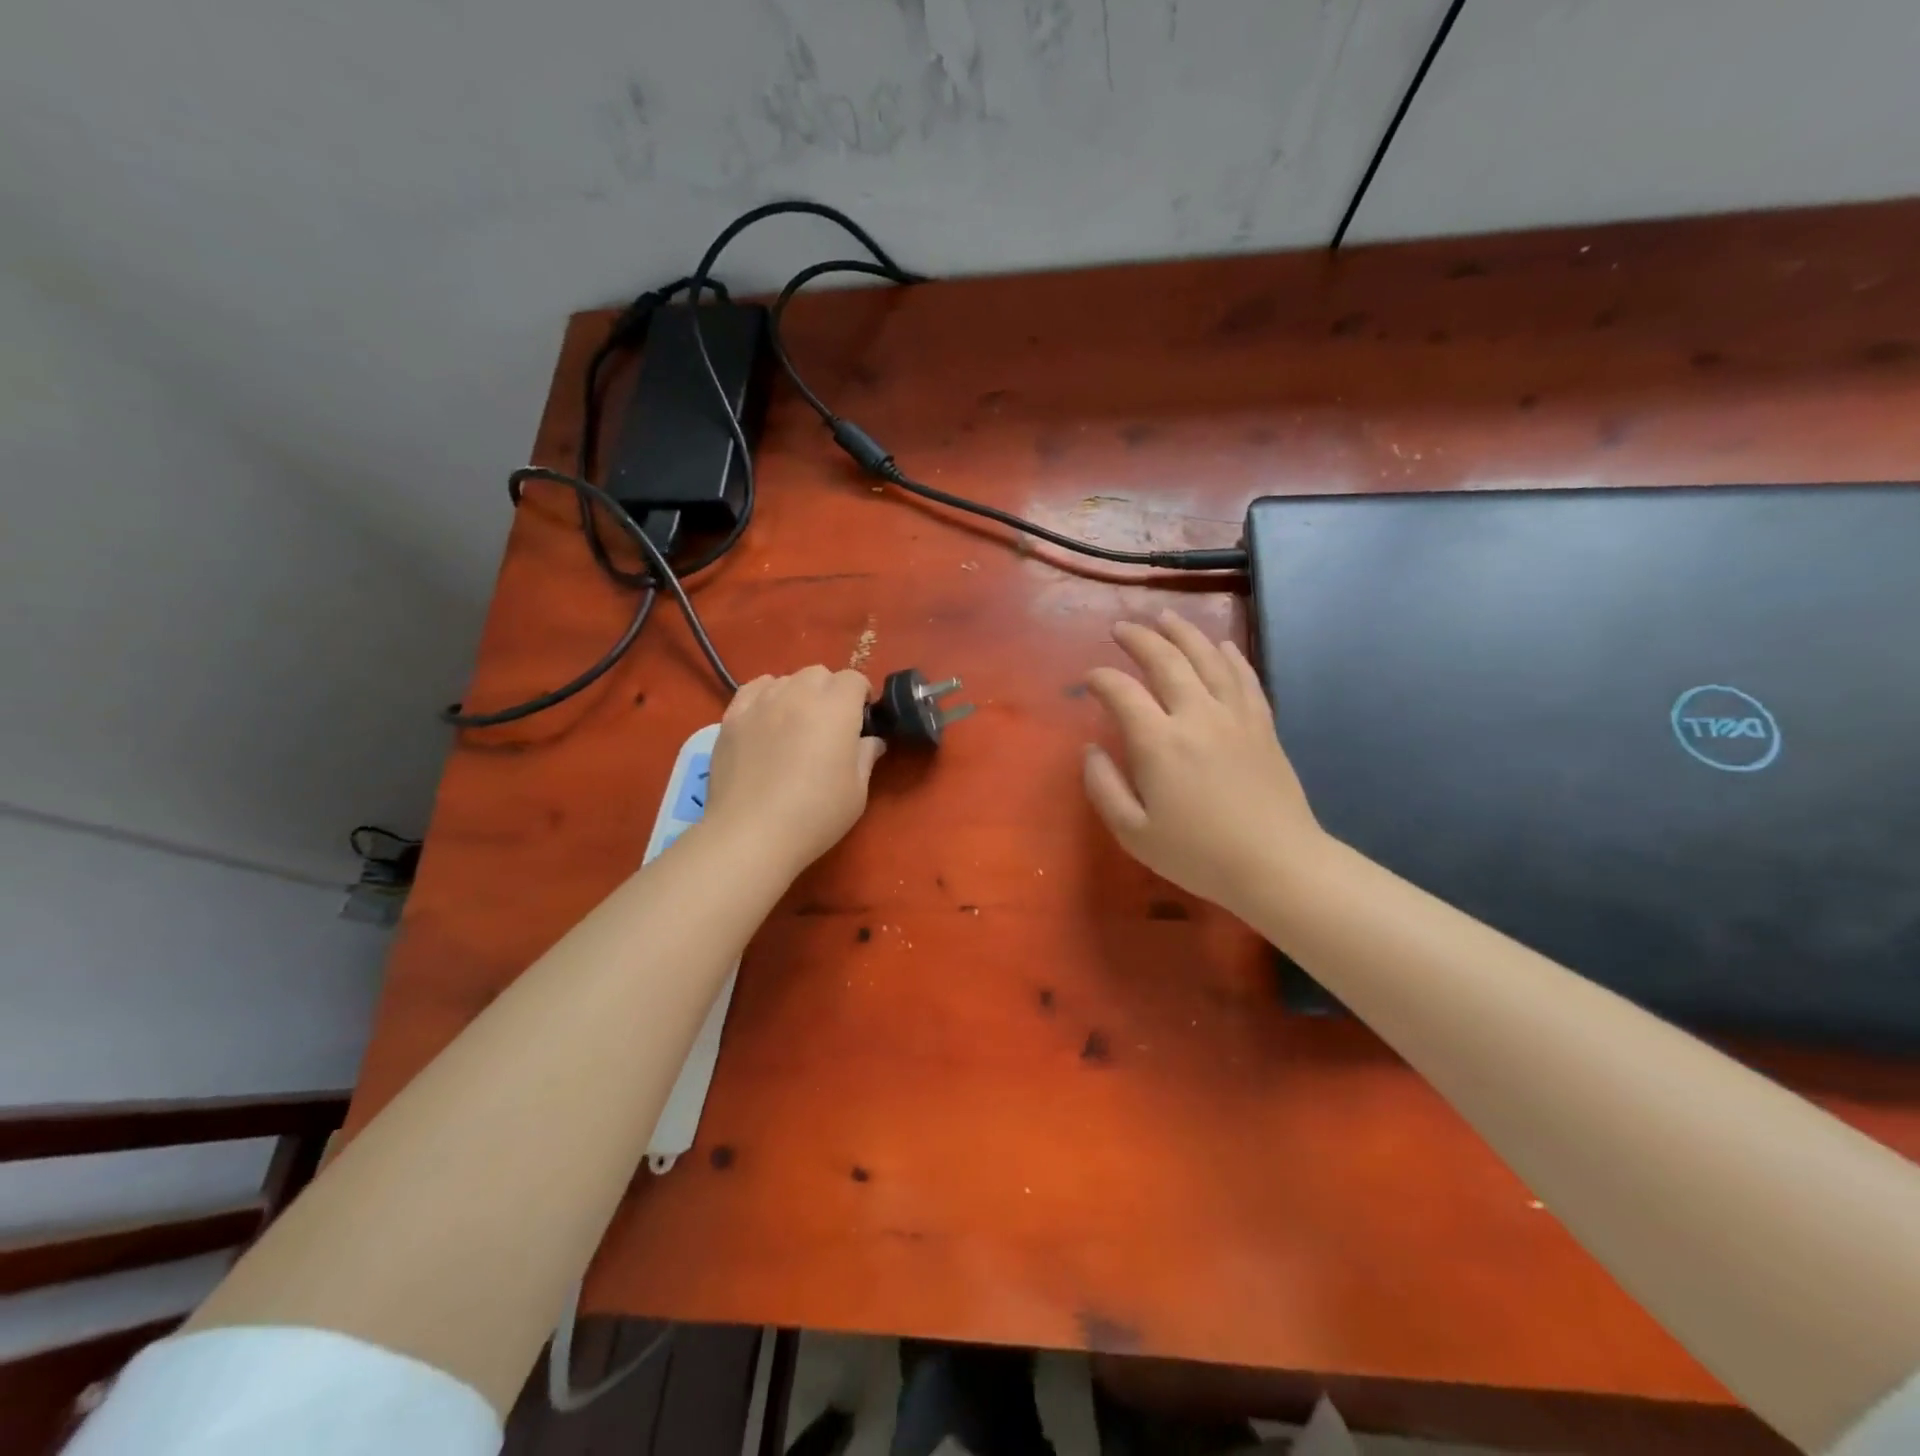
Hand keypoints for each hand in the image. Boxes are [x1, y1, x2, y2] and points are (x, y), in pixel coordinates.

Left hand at [706, 667, 884, 873]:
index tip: (861, 721)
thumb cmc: (815, 814)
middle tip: (829, 725)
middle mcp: (799, 694)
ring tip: (795, 724)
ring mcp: (762, 702)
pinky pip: (754, 689)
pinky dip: (766, 696)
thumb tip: (871, 741)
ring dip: (798, 694)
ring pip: (786, 679)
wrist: (752, 834)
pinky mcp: (732, 716)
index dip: (860, 696)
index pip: (854, 679)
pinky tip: (766, 718)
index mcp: (836, 708)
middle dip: (829, 691)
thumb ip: (866, 756)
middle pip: (819, 674)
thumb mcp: (857, 791)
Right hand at [1083, 613, 1322, 918]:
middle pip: (1166, 660)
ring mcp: (1235, 715)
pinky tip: (1222, 644)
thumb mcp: (1134, 832)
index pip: (1122, 692)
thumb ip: (1104, 787)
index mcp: (1159, 742)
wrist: (1276, 864)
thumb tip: (1092, 749)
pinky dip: (1231, 655)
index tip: (1090, 679)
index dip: (1101, 679)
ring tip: (1165, 617)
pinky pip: (1245, 677)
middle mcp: (1196, 715)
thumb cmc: (1198, 854)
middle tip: (1121, 627)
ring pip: (1208, 657)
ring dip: (1183, 632)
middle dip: (1139, 638)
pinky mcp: (1262, 724)